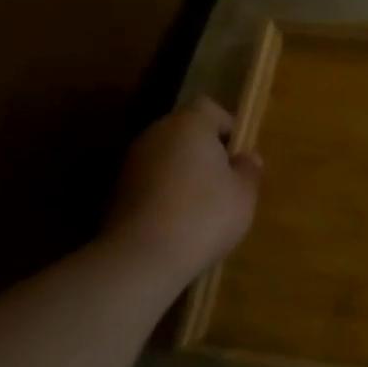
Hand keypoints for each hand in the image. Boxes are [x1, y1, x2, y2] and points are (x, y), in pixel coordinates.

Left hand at [102, 99, 261, 277]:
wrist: (142, 257)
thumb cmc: (204, 215)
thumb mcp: (244, 194)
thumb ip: (249, 169)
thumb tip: (246, 157)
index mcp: (189, 125)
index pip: (210, 108)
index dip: (228, 128)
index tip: (239, 158)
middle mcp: (157, 134)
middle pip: (186, 131)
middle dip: (206, 151)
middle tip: (226, 183)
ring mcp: (133, 162)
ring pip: (168, 156)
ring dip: (185, 172)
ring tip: (203, 206)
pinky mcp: (118, 190)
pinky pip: (152, 180)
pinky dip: (166, 192)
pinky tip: (179, 220)